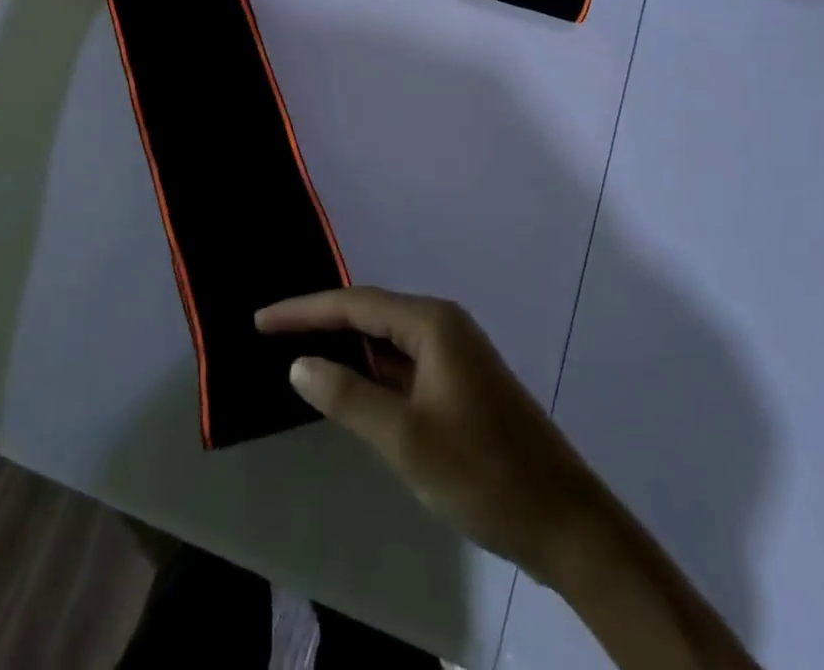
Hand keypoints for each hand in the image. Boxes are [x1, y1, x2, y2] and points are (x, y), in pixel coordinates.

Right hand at [256, 287, 609, 580]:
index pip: (354, 304)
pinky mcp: (458, 383)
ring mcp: (454, 354)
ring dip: (345, 347)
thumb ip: (348, 396)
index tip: (260, 320)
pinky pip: (402, 365)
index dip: (304, 310)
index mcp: (431, 323)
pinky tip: (346, 386)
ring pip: (386, 340)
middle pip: (369, 314)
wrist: (563, 519)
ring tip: (296, 352)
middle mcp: (442, 325)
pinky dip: (370, 372)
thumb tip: (299, 363)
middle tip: (270, 332)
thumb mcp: (406, 438)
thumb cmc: (482, 472)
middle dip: (321, 323)